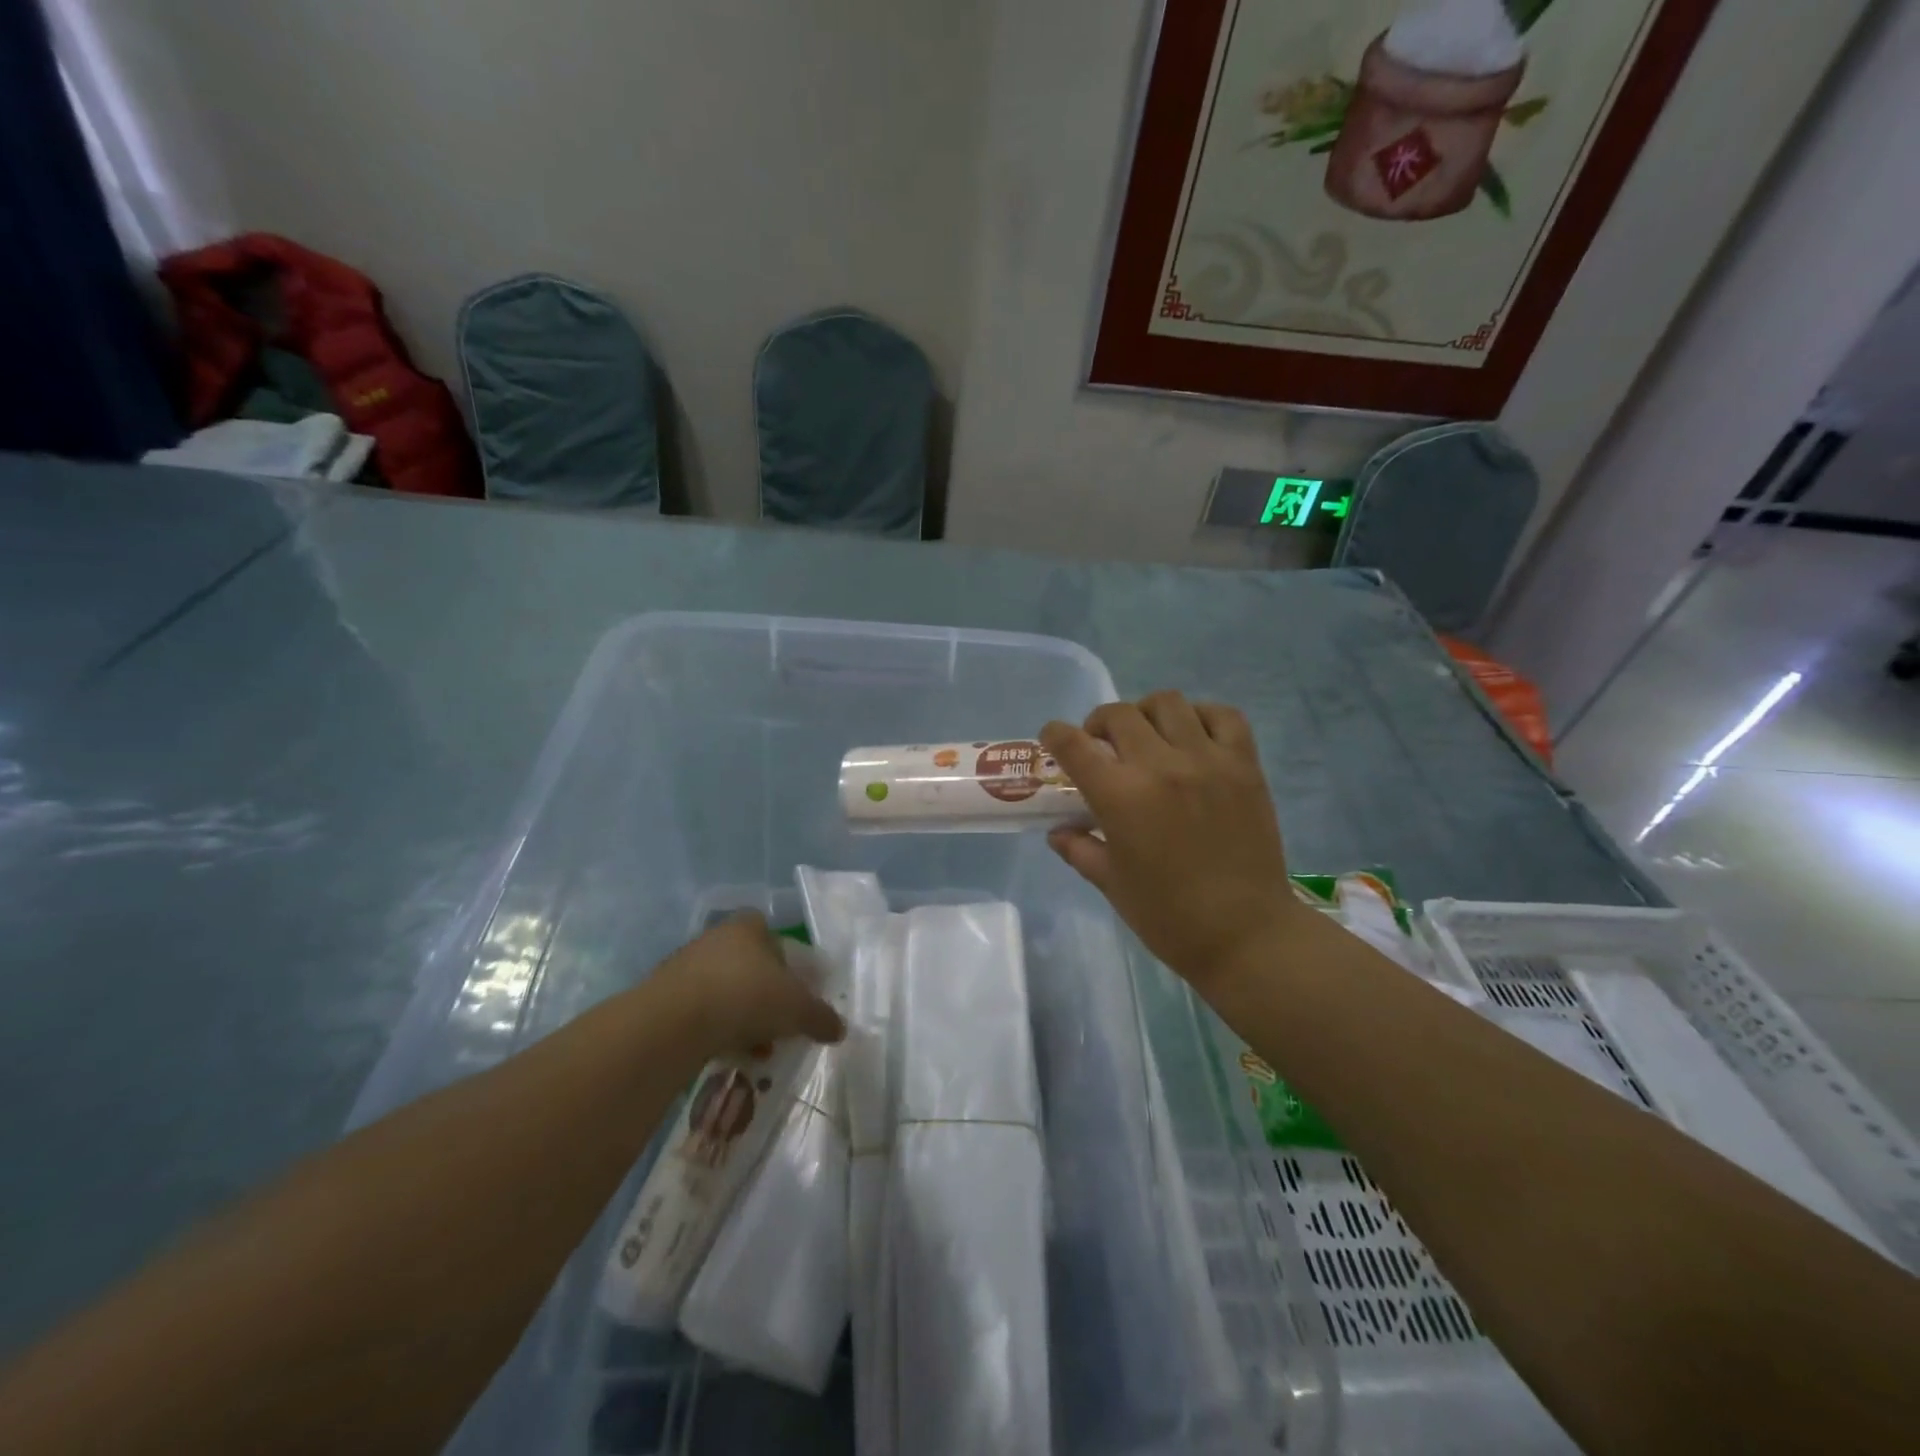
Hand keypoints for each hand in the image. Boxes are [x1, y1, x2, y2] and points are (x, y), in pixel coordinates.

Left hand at [653, 915, 845, 1057]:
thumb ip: (820, 1016)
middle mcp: (716, 938)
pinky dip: (716, 1030)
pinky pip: (700, 1012)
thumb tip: (840, 1029)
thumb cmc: (746, 996)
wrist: (673, 1023)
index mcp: (749, 926)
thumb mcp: (797, 1008)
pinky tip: (728, 1055)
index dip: (787, 962)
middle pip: (749, 965)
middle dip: (766, 996)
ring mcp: (686, 967)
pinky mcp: (664, 997)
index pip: (773, 935)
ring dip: (742, 1017)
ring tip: (757, 1049)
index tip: (796, 990)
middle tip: (780, 1025)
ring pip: (725, 990)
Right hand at [1042, 693, 1303, 988]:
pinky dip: (1202, 715)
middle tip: (1102, 745)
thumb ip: (1080, 848)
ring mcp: (1208, 760)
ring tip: (1148, 736)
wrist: (1246, 934)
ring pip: (1169, 703)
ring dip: (1146, 713)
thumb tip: (1058, 831)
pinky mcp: (1245, 765)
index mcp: (1121, 797)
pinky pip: (1224, 715)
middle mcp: (1161, 766)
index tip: (1053, 738)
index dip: (1055, 734)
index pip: (1074, 744)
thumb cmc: (1169, 917)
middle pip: (1119, 714)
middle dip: (1099, 724)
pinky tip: (1193, 736)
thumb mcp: (1111, 884)